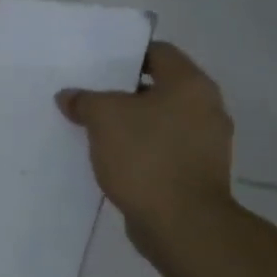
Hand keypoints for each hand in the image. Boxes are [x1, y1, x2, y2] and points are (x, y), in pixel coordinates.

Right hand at [56, 41, 233, 239]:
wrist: (182, 223)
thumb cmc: (145, 156)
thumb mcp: (103, 118)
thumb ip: (84, 100)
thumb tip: (69, 97)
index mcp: (191, 85)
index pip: (158, 52)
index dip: (126, 55)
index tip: (97, 67)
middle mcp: (207, 108)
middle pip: (160, 88)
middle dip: (124, 93)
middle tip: (91, 98)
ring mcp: (207, 144)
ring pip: (161, 121)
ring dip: (132, 124)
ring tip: (97, 131)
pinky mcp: (198, 173)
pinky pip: (164, 149)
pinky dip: (142, 150)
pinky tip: (114, 159)